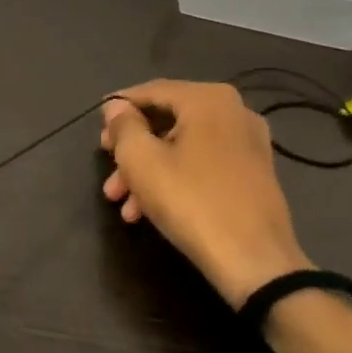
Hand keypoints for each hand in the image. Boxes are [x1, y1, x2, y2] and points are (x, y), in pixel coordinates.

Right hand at [100, 81, 309, 307]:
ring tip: (121, 202)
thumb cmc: (191, 201)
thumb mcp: (141, 161)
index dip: (118, 108)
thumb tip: (117, 108)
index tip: (96, 129)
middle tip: (106, 169)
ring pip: (182, 146)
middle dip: (131, 148)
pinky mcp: (254, 174)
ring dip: (147, 170)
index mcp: (208, 99)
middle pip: (166, 121)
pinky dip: (174, 178)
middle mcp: (234, 112)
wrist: (255, 261)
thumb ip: (123, 126)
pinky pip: (202, 163)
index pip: (150, 91)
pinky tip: (147, 210)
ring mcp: (248, 144)